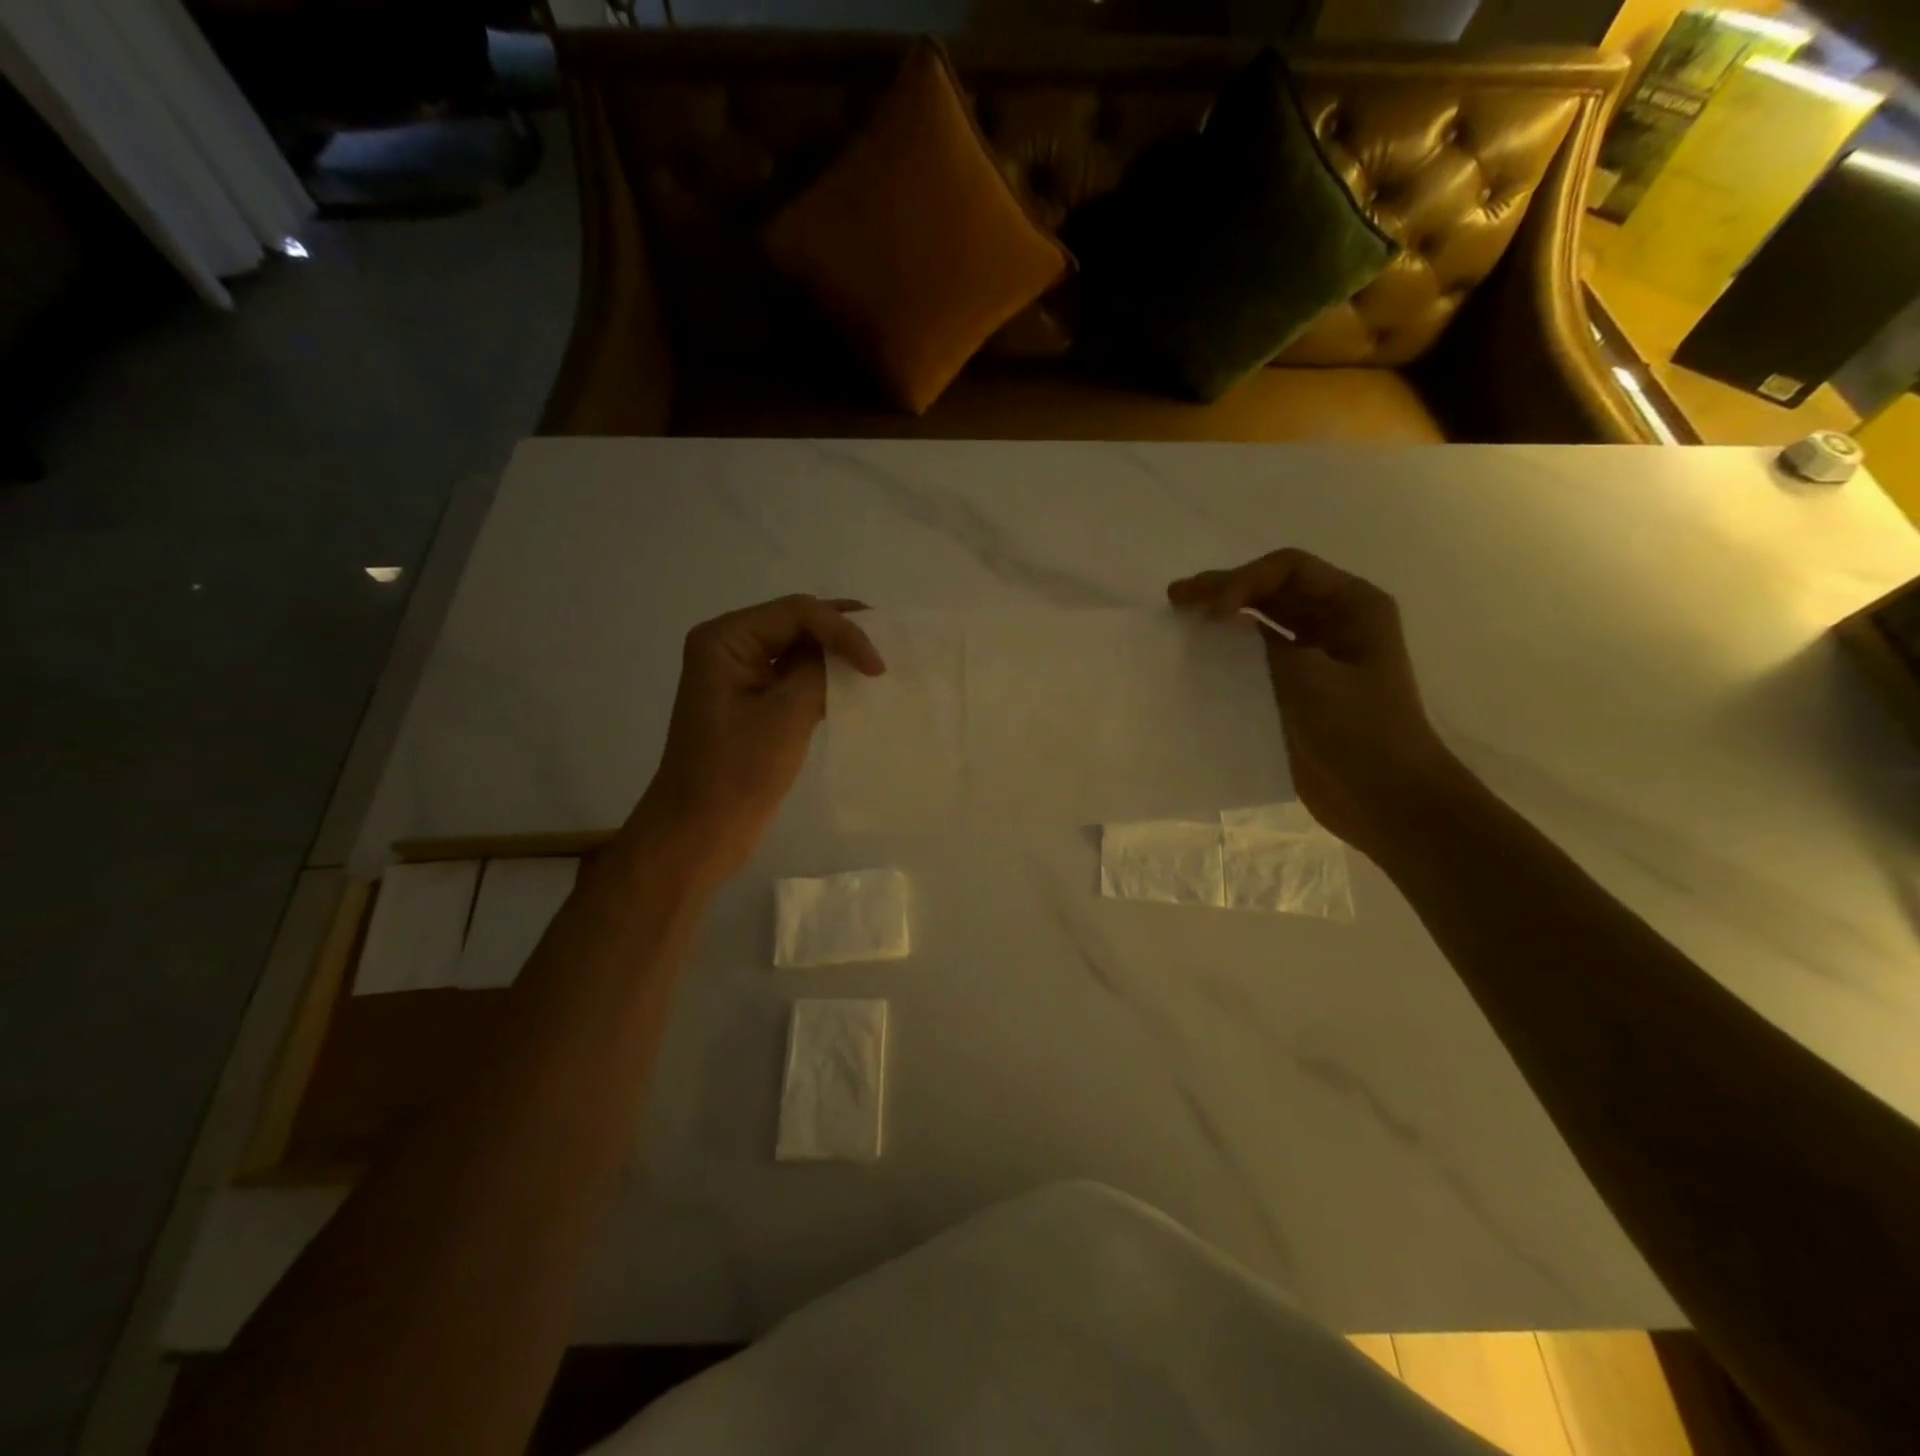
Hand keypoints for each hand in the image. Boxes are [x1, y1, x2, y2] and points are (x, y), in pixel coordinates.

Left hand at [632, 595, 884, 880]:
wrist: (700, 832)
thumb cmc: (736, 773)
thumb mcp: (785, 716)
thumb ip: (819, 672)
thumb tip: (849, 652)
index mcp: (725, 640)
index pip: (796, 612)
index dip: (843, 630)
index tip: (877, 667)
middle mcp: (730, 647)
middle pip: (796, 622)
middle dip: (841, 632)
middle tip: (888, 642)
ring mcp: (741, 676)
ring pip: (798, 649)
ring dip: (836, 654)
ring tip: (877, 661)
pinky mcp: (753, 703)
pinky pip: (794, 676)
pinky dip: (824, 678)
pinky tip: (853, 686)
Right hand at [1168, 550, 1459, 855]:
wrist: (1386, 801)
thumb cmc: (1361, 734)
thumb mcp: (1312, 680)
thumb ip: (1264, 646)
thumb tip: (1221, 623)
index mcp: (1353, 607)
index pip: (1287, 570)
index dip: (1242, 581)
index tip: (1211, 613)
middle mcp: (1334, 623)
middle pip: (1270, 591)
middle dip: (1223, 591)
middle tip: (1176, 600)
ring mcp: (1313, 659)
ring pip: (1259, 624)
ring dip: (1221, 622)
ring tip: (1179, 623)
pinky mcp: (1294, 691)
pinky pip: (1254, 661)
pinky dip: (1225, 656)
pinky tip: (1197, 661)